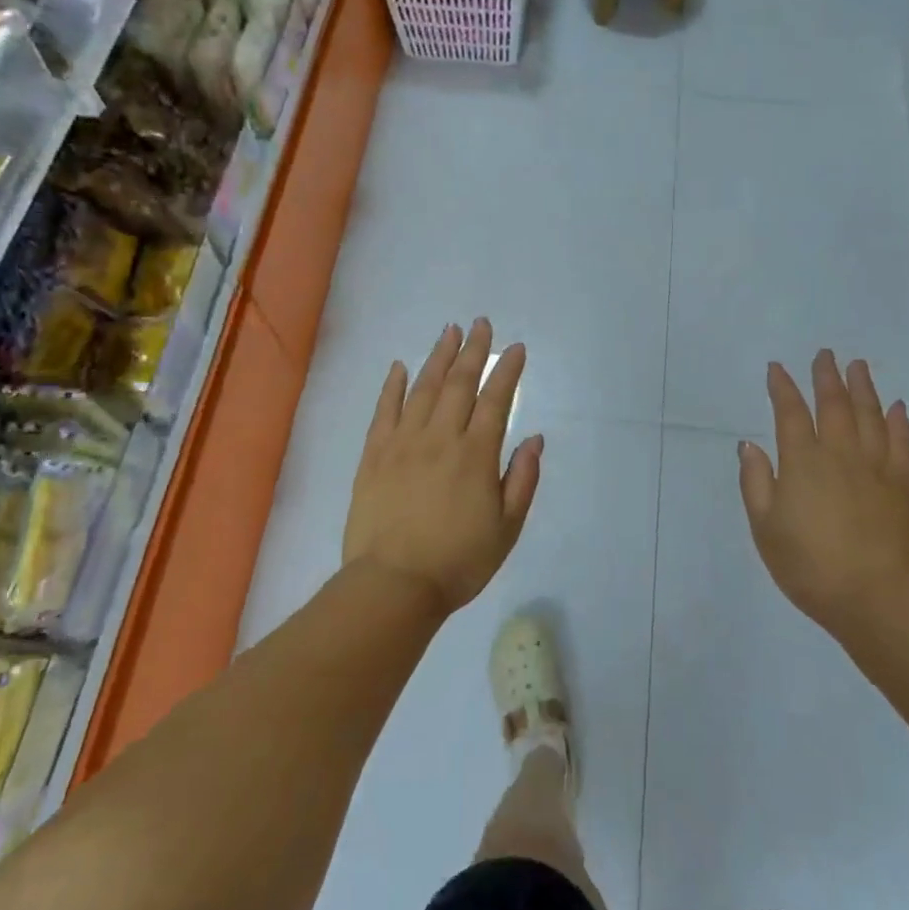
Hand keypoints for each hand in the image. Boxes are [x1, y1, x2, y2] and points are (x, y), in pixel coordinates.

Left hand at [343, 318, 542, 617]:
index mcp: (476, 455)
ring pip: (422, 389)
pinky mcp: (373, 456)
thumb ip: (522, 480)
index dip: (506, 371)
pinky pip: (383, 411)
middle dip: (473, 351)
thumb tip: (535, 438)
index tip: (515, 348)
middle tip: (481, 324)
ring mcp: (402, 444)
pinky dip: (392, 386)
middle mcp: (440, 438)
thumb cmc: (459, 562)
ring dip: (437, 358)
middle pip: (458, 384)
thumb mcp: (507, 528)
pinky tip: (399, 366)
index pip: (495, 401)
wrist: (394, 586)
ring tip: (448, 332)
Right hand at [738, 351, 908, 636]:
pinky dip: (898, 421)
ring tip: (858, 366)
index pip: (789, 414)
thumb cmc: (810, 566)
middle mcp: (840, 454)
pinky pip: (901, 442)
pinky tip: (897, 407)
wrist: (878, 597)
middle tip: (825, 355)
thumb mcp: (766, 529)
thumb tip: (749, 444)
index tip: (776, 368)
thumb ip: (756, 483)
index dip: (782, 388)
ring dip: (863, 387)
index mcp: (802, 463)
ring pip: (870, 415)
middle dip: (826, 377)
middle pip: (834, 405)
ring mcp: (877, 467)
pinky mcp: (905, 484)